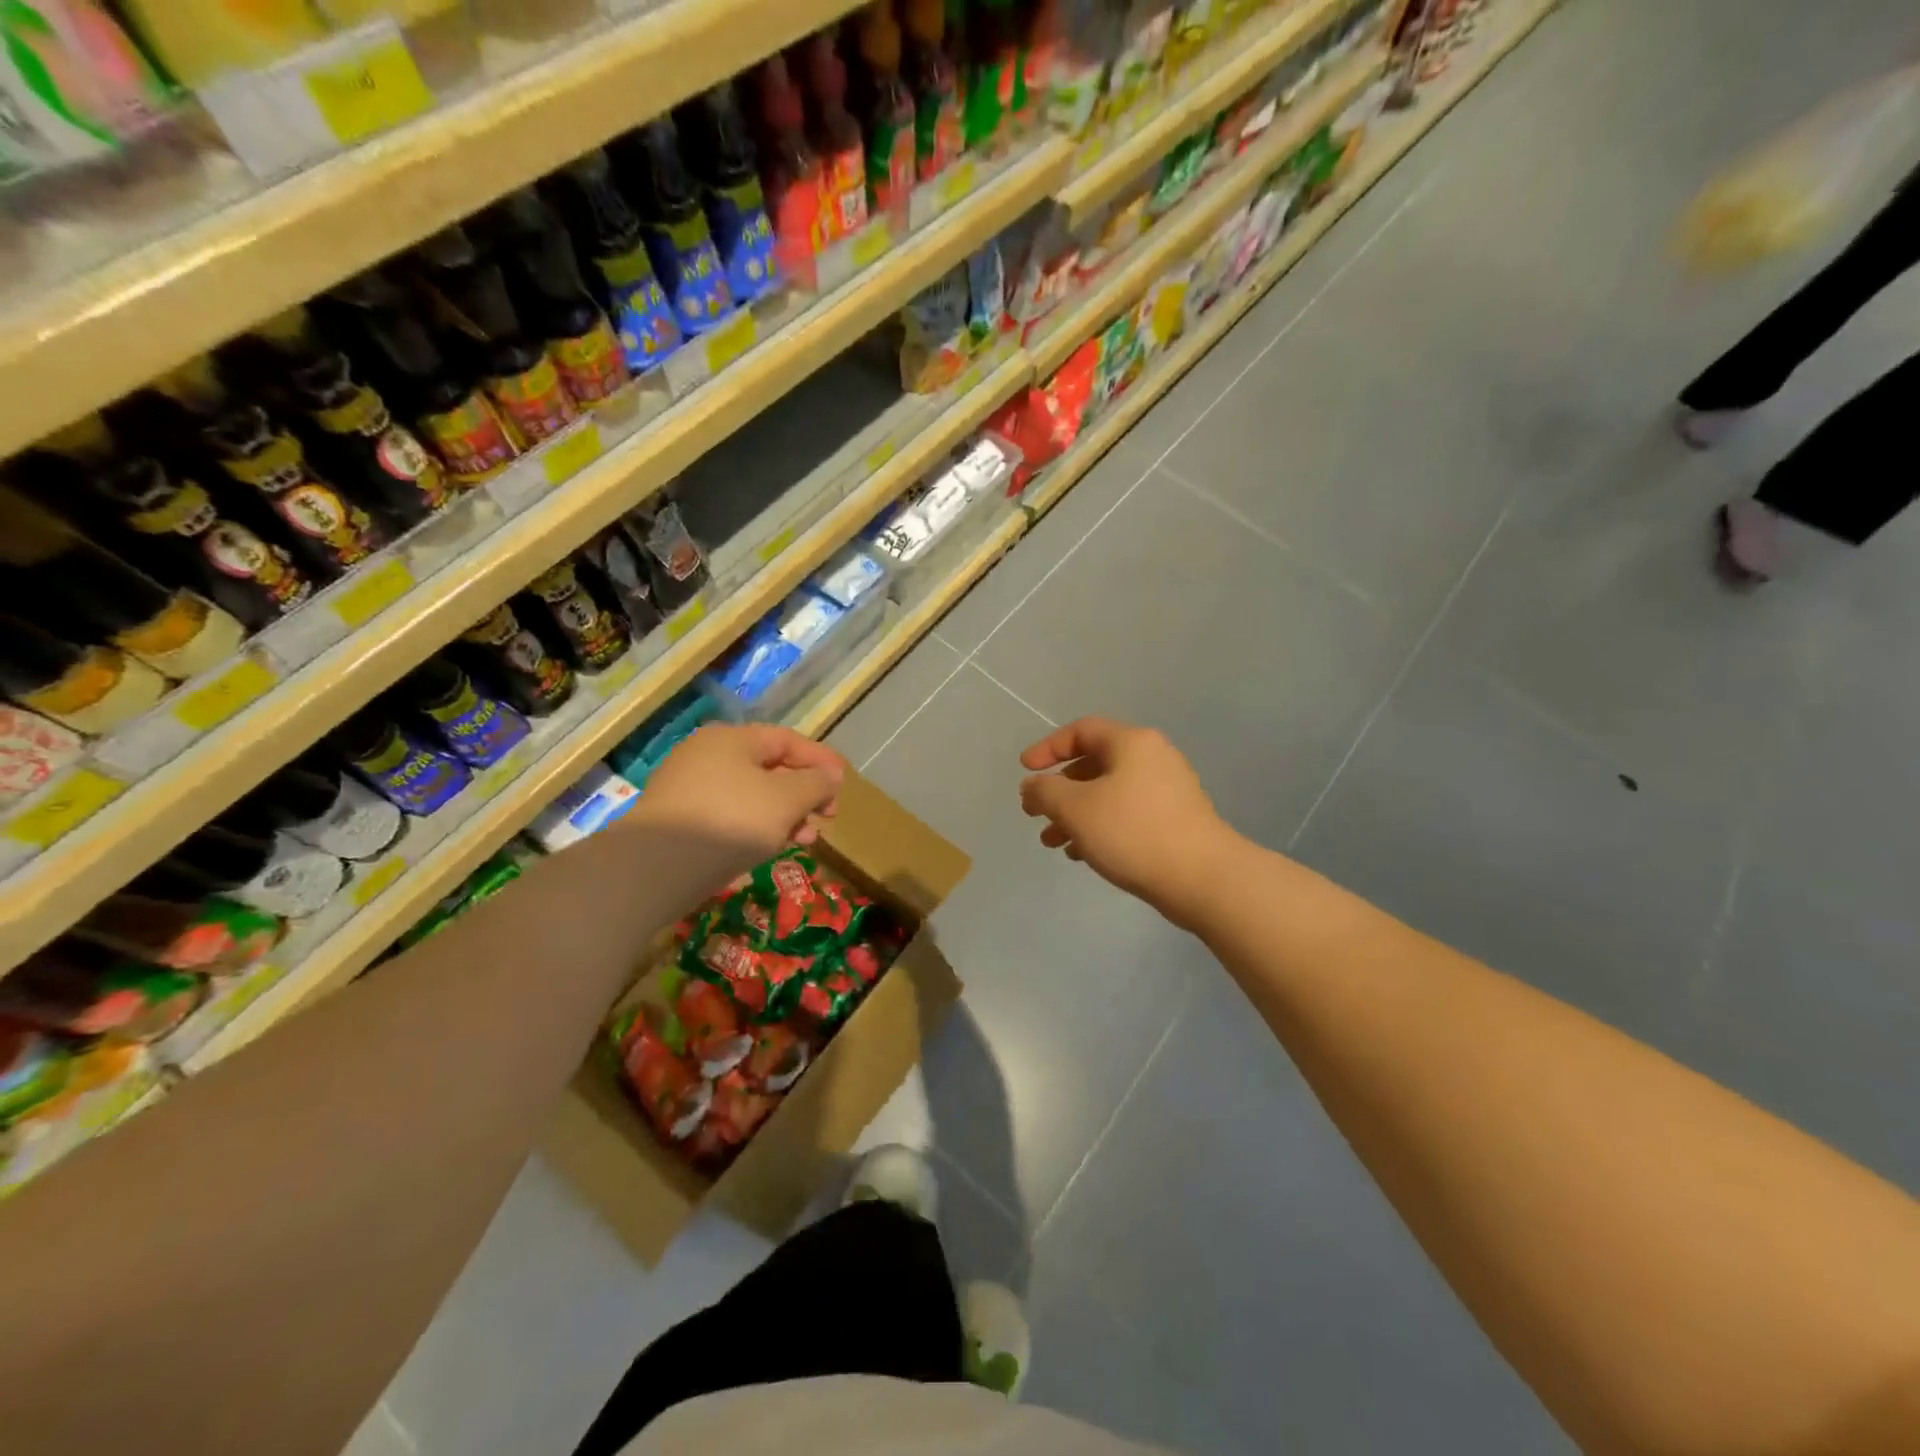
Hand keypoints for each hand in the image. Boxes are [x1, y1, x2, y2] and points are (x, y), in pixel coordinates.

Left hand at [632, 724, 843, 879]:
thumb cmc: (731, 821)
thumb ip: (815, 784)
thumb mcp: (786, 800)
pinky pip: (730, 814)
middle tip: (826, 817)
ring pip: (751, 795)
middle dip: (804, 793)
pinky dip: (756, 827)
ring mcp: (689, 788)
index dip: (821, 761)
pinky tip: (768, 849)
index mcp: (732, 739)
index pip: (788, 741)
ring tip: (804, 840)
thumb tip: (830, 775)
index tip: (843, 785)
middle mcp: (708, 755)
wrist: (655, 867)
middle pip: (770, 768)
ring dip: (784, 815)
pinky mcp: (680, 820)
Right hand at [1019, 717, 1236, 927]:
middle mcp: (1152, 758)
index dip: (1048, 748)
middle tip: (1036, 814)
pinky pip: (1127, 814)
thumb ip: (1045, 792)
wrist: (1203, 878)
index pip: (1081, 730)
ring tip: (1053, 843)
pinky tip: (1083, 854)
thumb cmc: (1133, 832)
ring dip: (1076, 814)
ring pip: (1109, 793)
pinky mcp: (1175, 820)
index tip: (1024, 771)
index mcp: (1131, 742)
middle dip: (1059, 790)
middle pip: (1094, 763)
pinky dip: (1100, 827)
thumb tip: (1033, 785)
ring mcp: (1168, 790)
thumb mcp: (1075, 808)